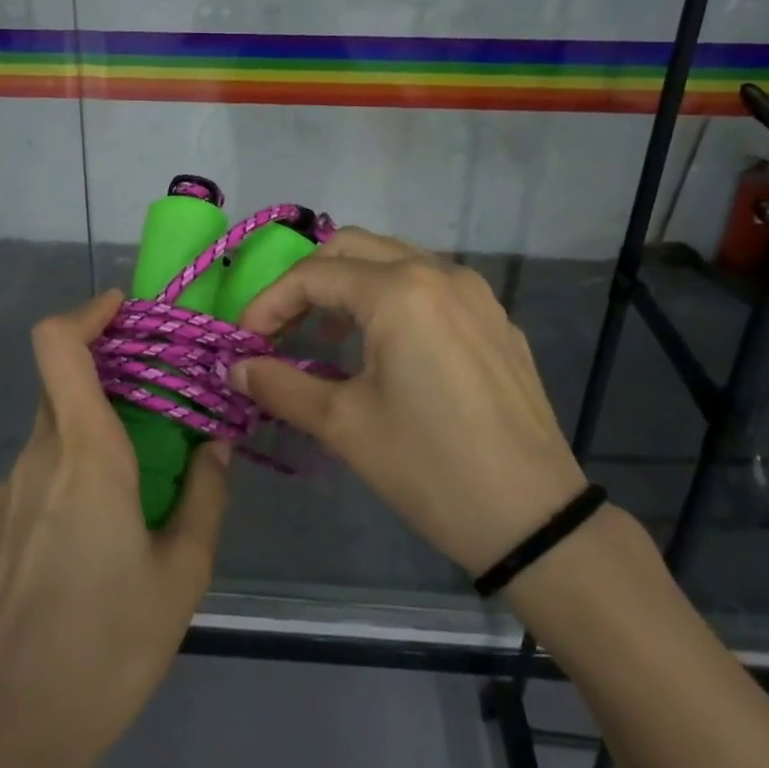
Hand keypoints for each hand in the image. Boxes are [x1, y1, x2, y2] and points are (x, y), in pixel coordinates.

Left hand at [0, 290, 228, 766]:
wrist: (9, 730)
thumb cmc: (109, 645)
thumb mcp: (183, 573)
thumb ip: (205, 496)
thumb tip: (215, 445)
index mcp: (85, 454)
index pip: (58, 345)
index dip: (86, 313)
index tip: (124, 312)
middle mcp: (35, 459)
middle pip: (63, 389)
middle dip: (108, 385)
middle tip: (156, 419)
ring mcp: (1, 495)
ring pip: (50, 440)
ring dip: (89, 444)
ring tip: (128, 505)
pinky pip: (31, 483)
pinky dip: (62, 486)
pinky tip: (82, 552)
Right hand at [233, 228, 585, 576]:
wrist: (533, 518)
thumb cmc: (428, 467)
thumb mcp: (344, 425)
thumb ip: (281, 385)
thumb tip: (235, 369)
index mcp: (400, 291)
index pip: (313, 275)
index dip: (268, 304)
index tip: (244, 343)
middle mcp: (440, 274)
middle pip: (353, 248)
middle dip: (307, 282)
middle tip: (281, 328)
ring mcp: (476, 295)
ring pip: (395, 260)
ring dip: (350, 286)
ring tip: (326, 337)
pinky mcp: (496, 321)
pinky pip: (431, 287)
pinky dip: (393, 299)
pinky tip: (386, 349)